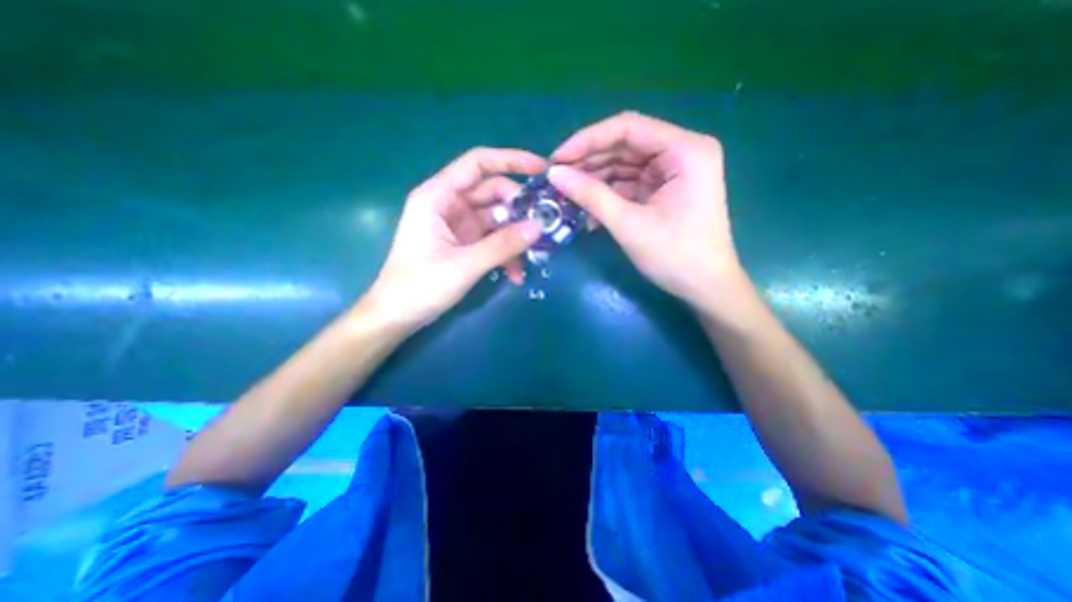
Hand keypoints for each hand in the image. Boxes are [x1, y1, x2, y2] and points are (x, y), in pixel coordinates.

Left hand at [362, 146, 545, 330]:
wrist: (397, 316)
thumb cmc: (420, 286)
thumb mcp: (465, 265)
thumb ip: (502, 245)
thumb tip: (539, 227)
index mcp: (438, 196)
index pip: (478, 164)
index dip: (511, 161)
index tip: (542, 170)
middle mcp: (448, 204)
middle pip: (492, 193)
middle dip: (519, 208)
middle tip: (544, 224)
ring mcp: (457, 225)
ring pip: (495, 219)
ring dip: (515, 235)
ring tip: (535, 254)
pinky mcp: (463, 244)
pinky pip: (491, 240)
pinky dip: (505, 253)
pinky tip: (516, 274)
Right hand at [552, 109, 746, 312]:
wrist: (705, 288)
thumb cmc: (675, 257)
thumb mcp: (629, 225)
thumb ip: (591, 196)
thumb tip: (554, 175)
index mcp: (685, 150)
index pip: (628, 128)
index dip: (588, 140)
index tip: (557, 159)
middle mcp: (681, 152)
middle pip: (625, 146)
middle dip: (589, 163)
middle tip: (557, 180)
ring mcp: (673, 173)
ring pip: (624, 166)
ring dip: (595, 181)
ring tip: (566, 195)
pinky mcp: (664, 191)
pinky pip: (629, 185)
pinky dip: (608, 196)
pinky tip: (587, 210)